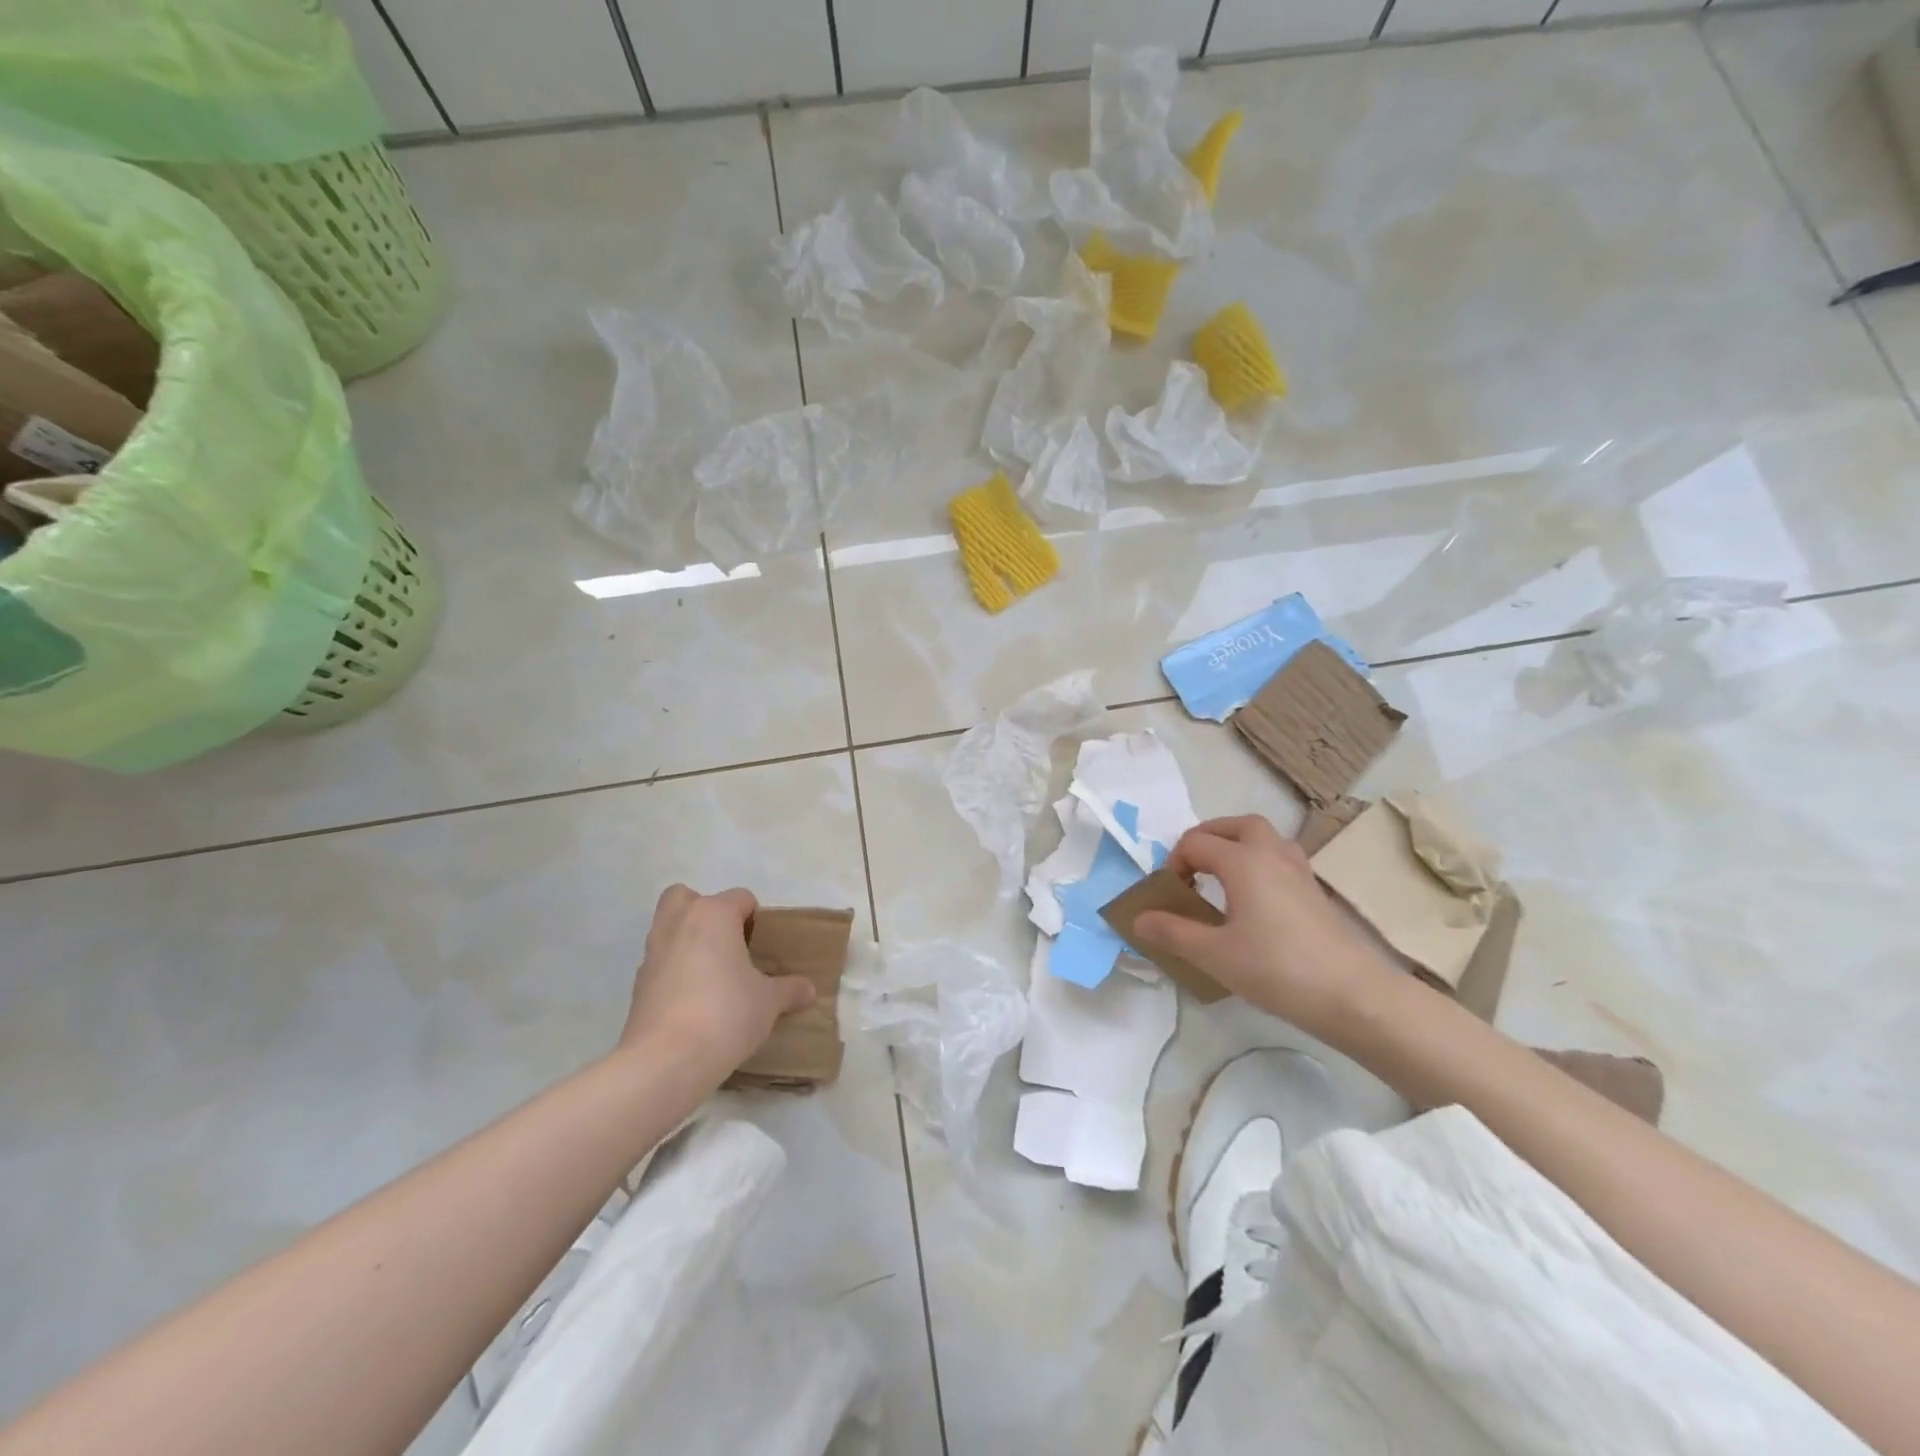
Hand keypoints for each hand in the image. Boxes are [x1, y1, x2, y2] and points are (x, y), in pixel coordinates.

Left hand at [618, 885, 815, 1083]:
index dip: (756, 919)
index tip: (764, 948)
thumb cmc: (726, 1013)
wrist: (666, 1061)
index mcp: (713, 915)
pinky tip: (693, 1002)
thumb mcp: (769, 1002)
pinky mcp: (637, 985)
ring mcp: (652, 953)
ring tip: (712, 975)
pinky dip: (673, 973)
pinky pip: (660, 964)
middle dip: (705, 912)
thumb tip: (808, 989)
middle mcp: (678, 924)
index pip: (740, 898)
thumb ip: (789, 990)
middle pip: (686, 898)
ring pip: (668, 929)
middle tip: (727, 944)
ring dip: (687, 941)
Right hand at [1131, 815, 1394, 1035]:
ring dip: (1237, 845)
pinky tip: (1254, 899)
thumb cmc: (1277, 969)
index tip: (1171, 897)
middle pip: (1236, 825)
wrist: (1354, 995)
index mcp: (1242, 860)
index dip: (1174, 864)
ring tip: (1221, 877)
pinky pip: (1280, 858)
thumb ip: (1173, 932)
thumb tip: (1138, 918)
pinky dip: (1259, 863)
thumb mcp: (1214, 954)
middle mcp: (1271, 854)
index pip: (1195, 843)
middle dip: (1208, 838)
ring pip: (1264, 838)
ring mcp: (1299, 871)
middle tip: (1193, 868)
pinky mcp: (1315, 891)